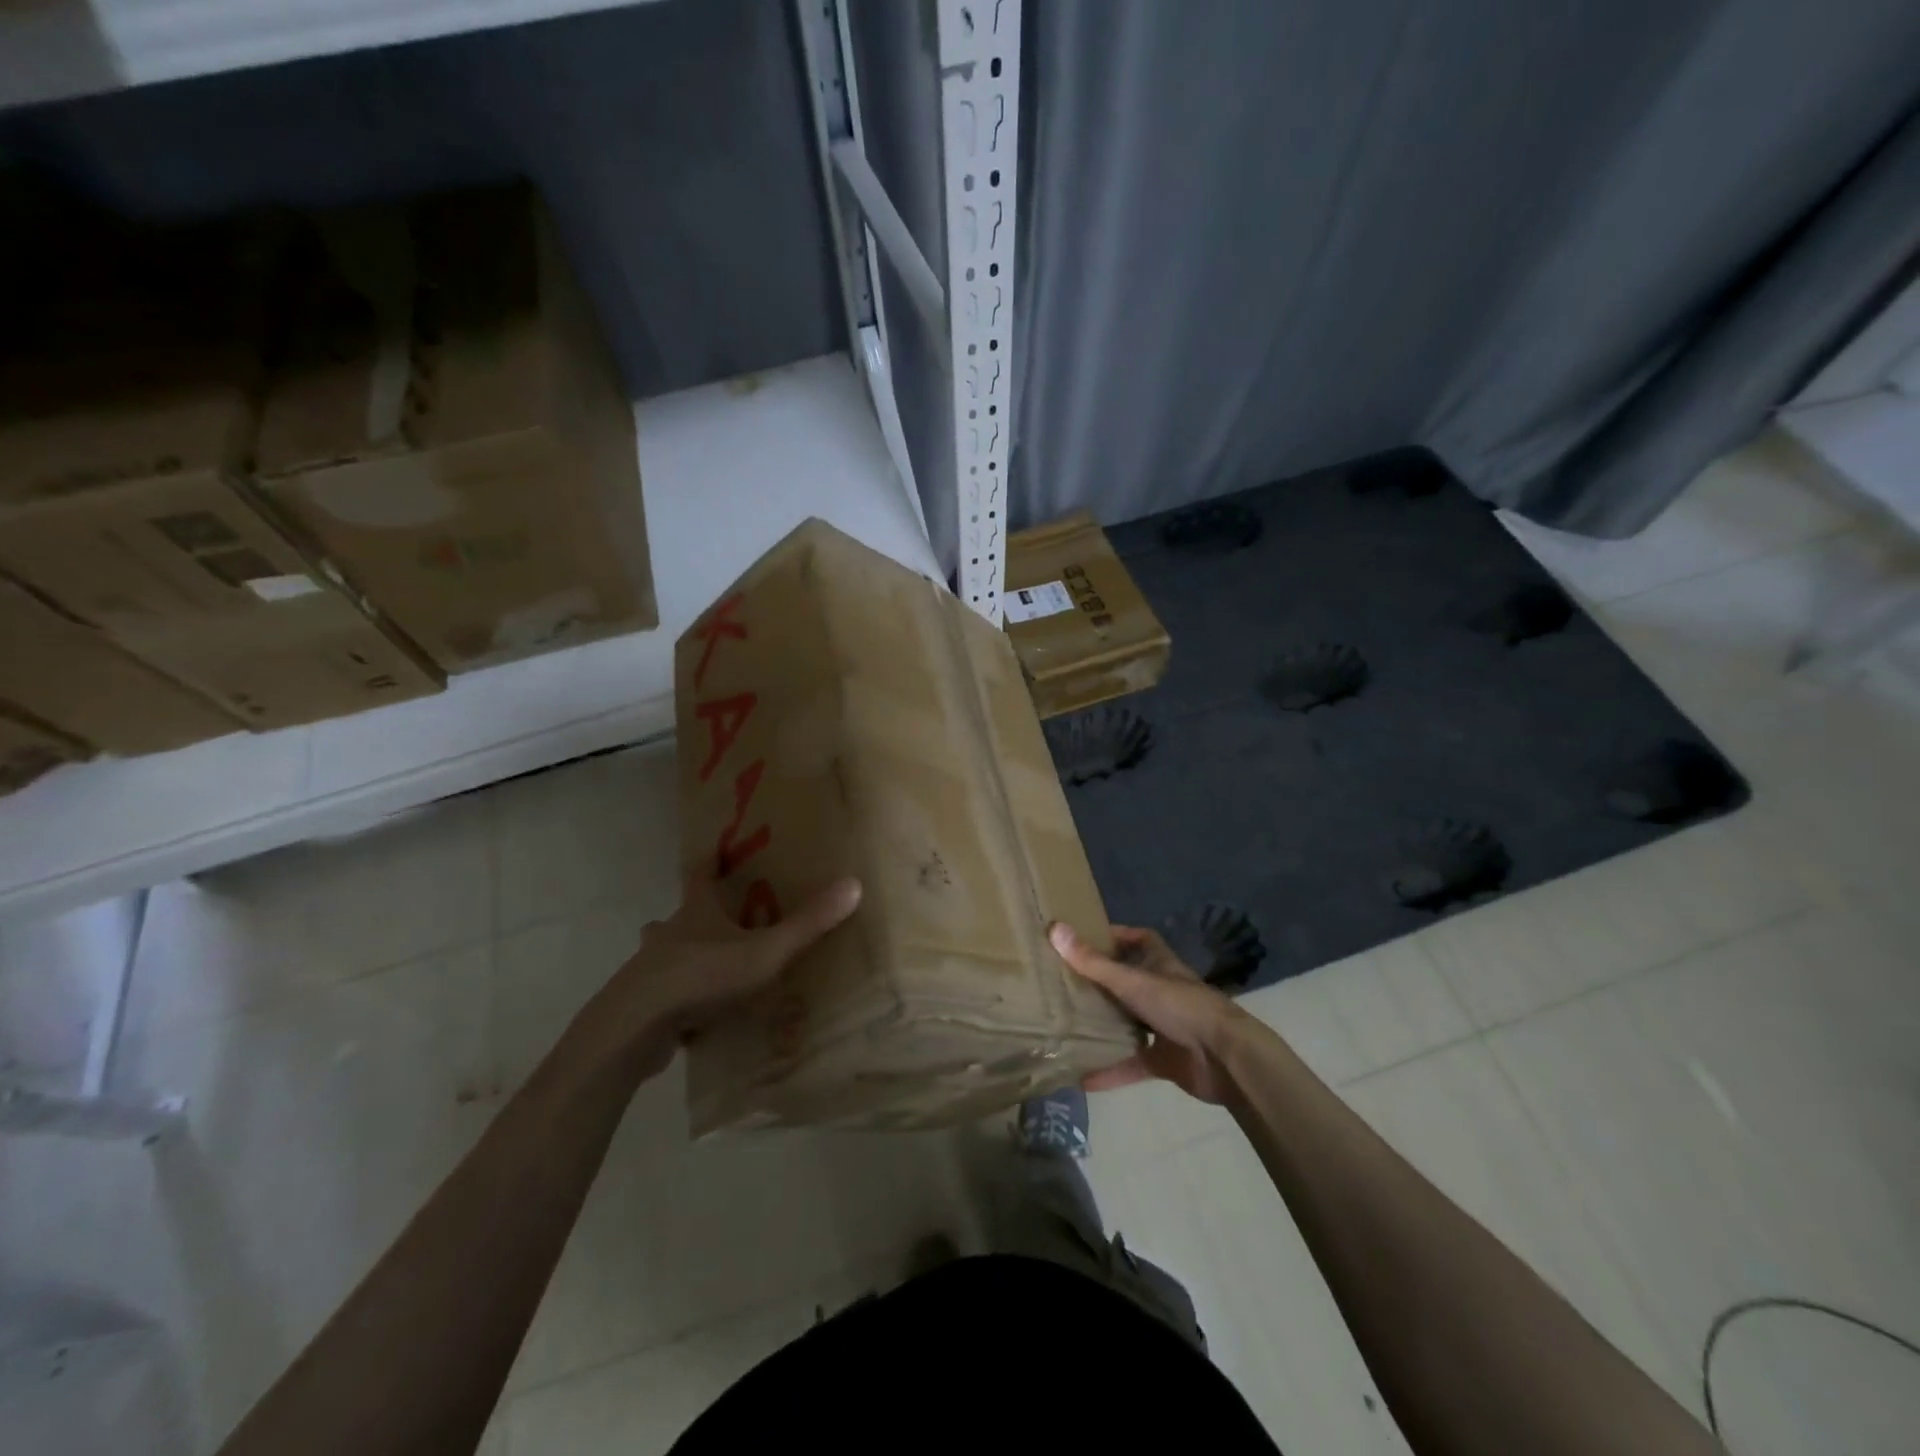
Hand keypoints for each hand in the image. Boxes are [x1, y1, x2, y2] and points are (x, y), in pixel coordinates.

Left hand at [582, 871, 861, 1079]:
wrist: (635, 1028)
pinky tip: (694, 1018)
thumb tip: (853, 884)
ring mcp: (648, 971)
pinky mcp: (641, 1007)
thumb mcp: (764, 951)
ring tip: (708, 972)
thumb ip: (807, 924)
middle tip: (717, 923)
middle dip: (694, 916)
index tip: (714, 850)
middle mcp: (668, 934)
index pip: (699, 875)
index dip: (708, 860)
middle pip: (677, 916)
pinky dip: (676, 1000)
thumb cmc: (702, 977)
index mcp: (695, 913)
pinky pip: (662, 997)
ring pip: (664, 956)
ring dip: (681, 958)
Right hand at [1049, 922, 1252, 1104]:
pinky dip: (1111, 1070)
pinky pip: (1132, 1063)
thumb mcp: (1132, 981)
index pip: (1139, 939)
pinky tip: (1083, 1077)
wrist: (1225, 1058)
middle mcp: (1162, 991)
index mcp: (1160, 965)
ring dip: (1105, 1024)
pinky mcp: (1165, 1060)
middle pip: (1129, 981)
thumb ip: (1092, 962)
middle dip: (1101, 982)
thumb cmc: (1180, 1007)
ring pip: (1129, 1021)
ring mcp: (1165, 1027)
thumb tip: (1054, 928)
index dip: (1116, 936)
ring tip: (1066, 1024)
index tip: (1084, 939)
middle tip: (1063, 982)